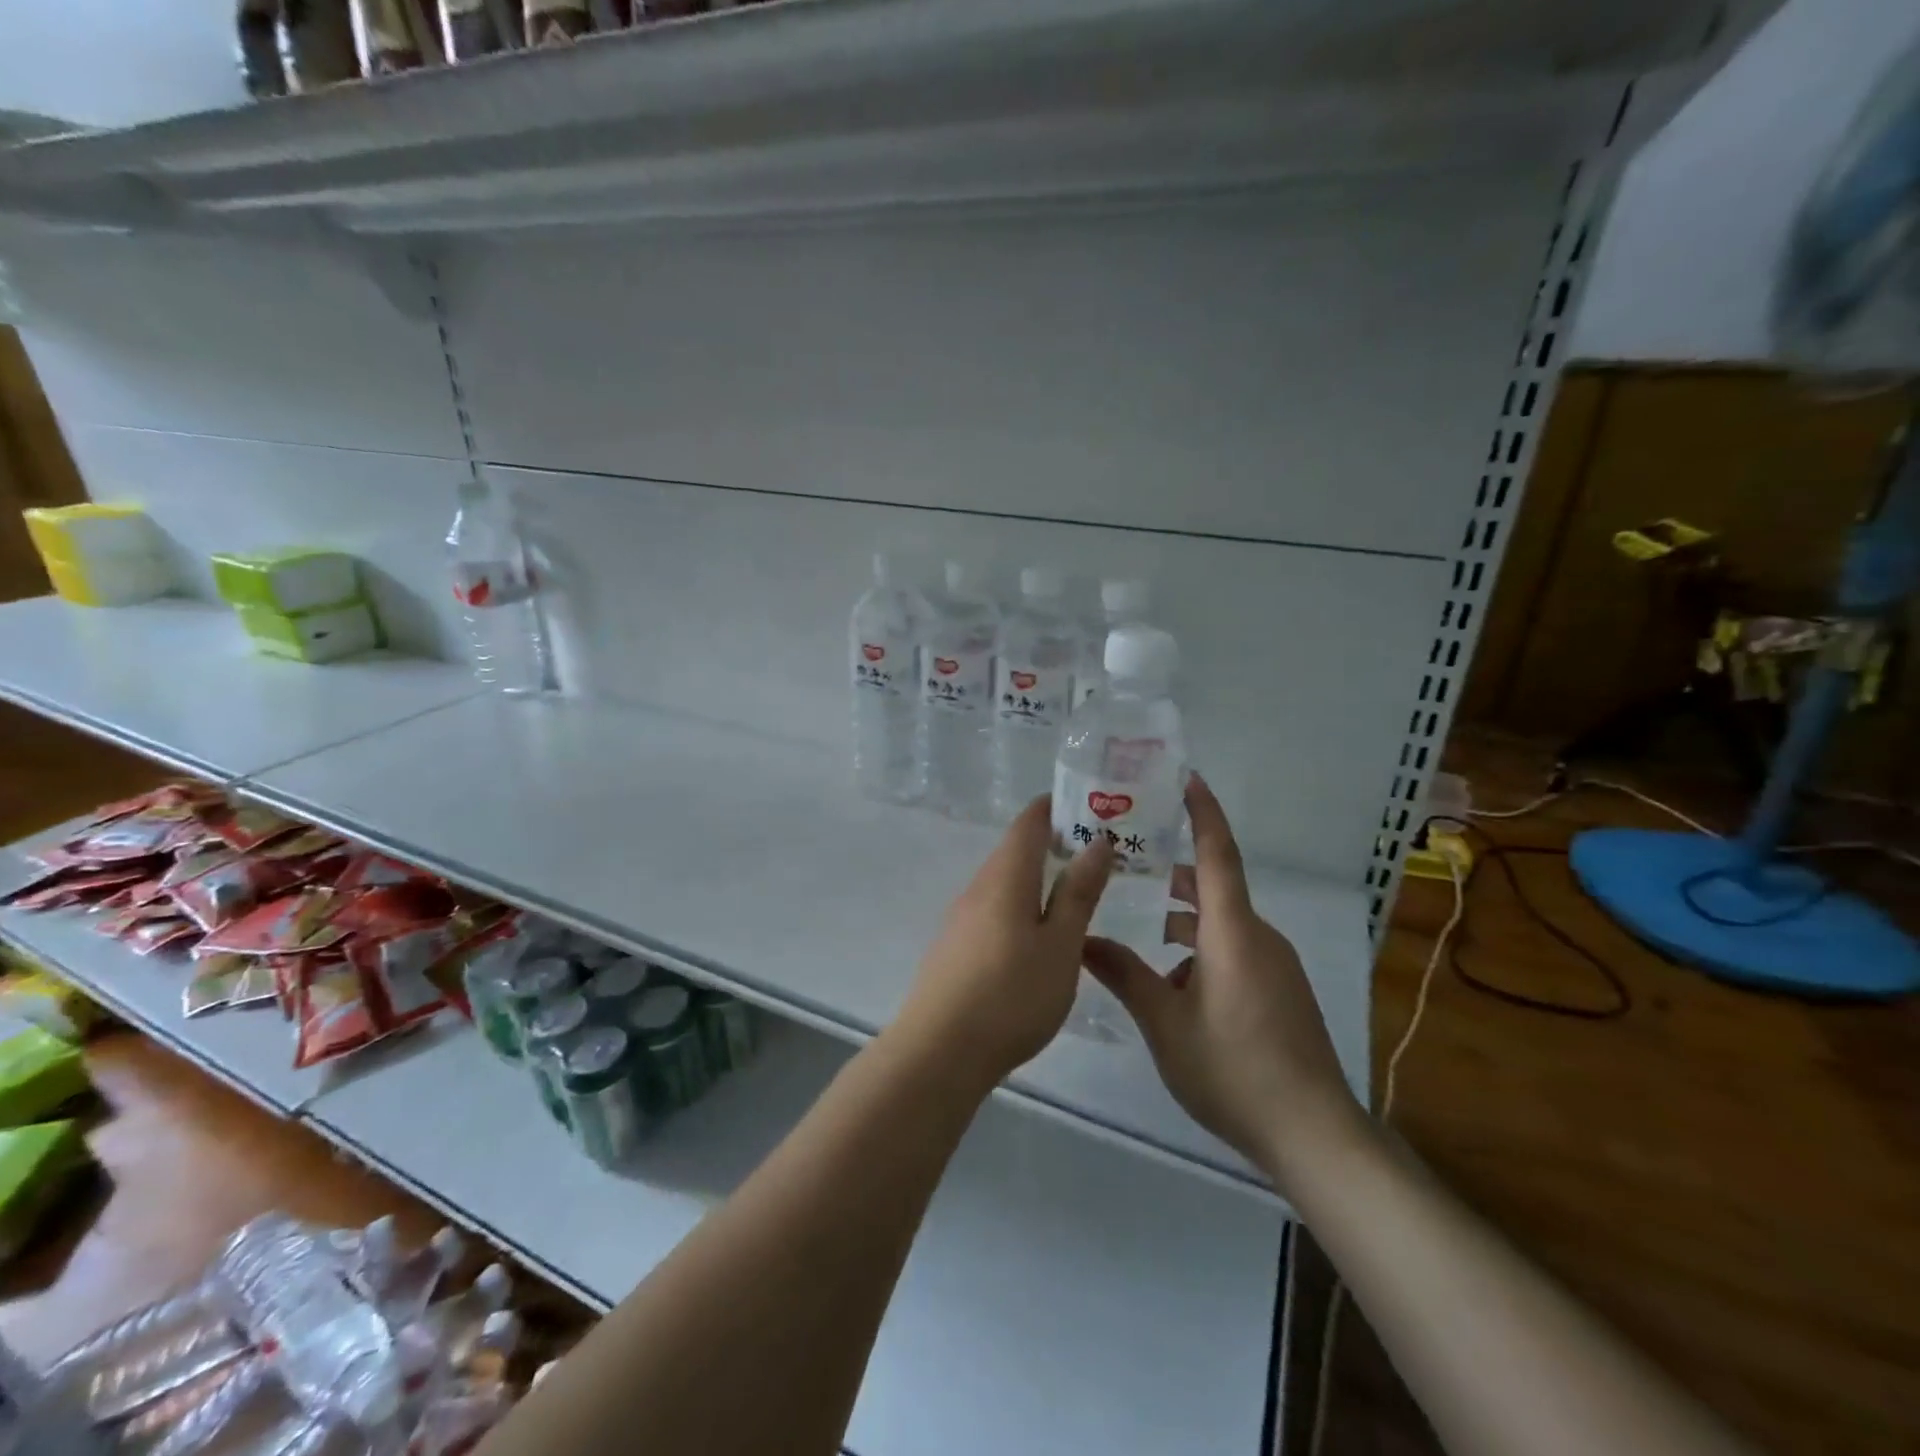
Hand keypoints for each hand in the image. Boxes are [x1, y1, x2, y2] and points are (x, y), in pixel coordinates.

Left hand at [892, 797, 1114, 1092]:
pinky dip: (1021, 904)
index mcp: (1005, 877)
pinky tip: (1037, 935)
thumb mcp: (1060, 945)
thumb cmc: (1011, 995)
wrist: (939, 1051)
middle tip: (1099, 855)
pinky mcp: (954, 946)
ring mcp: (961, 917)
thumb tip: (1097, 842)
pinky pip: (993, 908)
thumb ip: (1078, 893)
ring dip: (1038, 877)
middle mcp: (978, 887)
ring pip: (1004, 882)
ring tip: (1076, 893)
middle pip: (1016, 850)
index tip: (1092, 807)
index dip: (1057, 807)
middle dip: (1054, 843)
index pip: (1029, 822)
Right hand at [1082, 774, 1362, 1189]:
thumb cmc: (1232, 1068)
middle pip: (1214, 890)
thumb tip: (1081, 940)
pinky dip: (1203, 953)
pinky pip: (1237, 953)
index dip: (1203, 813)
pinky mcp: (1282, 992)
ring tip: (1142, 938)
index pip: (1218, 854)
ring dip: (1185, 925)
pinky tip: (1175, 990)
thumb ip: (1123, 975)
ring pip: (1222, 926)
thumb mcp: (1165, 1022)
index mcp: (1233, 932)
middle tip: (1131, 867)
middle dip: (1175, 877)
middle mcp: (1259, 937)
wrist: (1313, 1133)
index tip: (1187, 779)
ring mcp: (1275, 966)